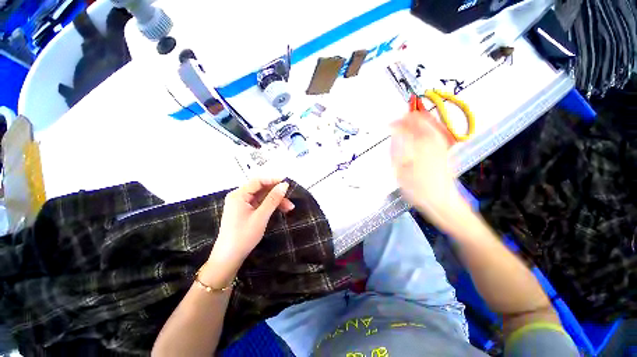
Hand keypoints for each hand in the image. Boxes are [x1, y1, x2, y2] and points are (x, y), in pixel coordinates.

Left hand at [207, 178, 293, 277]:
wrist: (229, 258)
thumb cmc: (244, 236)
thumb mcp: (261, 216)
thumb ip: (273, 199)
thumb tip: (284, 185)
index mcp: (239, 195)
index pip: (258, 181)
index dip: (273, 180)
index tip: (287, 184)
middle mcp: (239, 197)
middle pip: (261, 189)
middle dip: (277, 194)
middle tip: (290, 200)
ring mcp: (242, 204)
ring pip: (262, 197)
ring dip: (276, 201)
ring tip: (289, 208)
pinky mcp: (245, 211)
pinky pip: (260, 204)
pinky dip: (270, 206)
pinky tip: (281, 210)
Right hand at [390, 111, 468, 228]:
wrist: (441, 199)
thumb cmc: (417, 188)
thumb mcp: (399, 171)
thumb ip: (396, 150)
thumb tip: (394, 134)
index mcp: (418, 144)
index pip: (404, 124)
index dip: (394, 124)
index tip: (387, 127)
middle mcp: (432, 138)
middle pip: (418, 117)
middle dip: (405, 118)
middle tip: (395, 125)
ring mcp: (440, 142)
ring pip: (428, 121)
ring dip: (414, 121)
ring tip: (404, 128)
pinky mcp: (444, 147)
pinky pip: (434, 129)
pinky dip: (424, 127)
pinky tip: (417, 134)